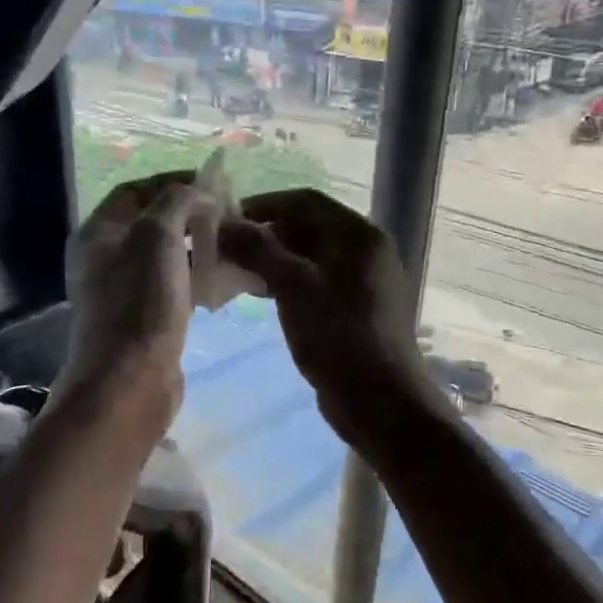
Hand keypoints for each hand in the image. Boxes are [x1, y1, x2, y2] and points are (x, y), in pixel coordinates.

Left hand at [60, 172, 205, 421]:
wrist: (130, 380)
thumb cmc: (140, 301)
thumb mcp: (157, 235)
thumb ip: (177, 201)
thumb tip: (199, 190)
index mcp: (97, 233)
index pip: (134, 191)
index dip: (172, 181)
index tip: (211, 183)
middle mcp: (104, 259)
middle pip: (151, 224)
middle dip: (189, 215)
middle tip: (228, 214)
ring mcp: (123, 293)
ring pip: (165, 257)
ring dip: (196, 247)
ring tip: (232, 244)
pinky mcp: (144, 321)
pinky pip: (173, 288)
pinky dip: (196, 279)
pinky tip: (223, 281)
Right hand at [218, 189, 441, 442]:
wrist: (379, 401)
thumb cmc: (338, 334)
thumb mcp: (293, 286)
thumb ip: (258, 249)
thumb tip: (223, 223)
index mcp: (359, 235)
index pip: (305, 201)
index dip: (263, 205)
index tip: (226, 219)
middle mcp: (364, 251)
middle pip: (306, 227)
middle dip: (264, 235)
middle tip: (225, 248)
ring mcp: (361, 282)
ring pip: (307, 257)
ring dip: (271, 260)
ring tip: (234, 272)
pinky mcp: (352, 309)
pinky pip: (313, 282)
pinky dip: (285, 282)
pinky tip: (258, 295)